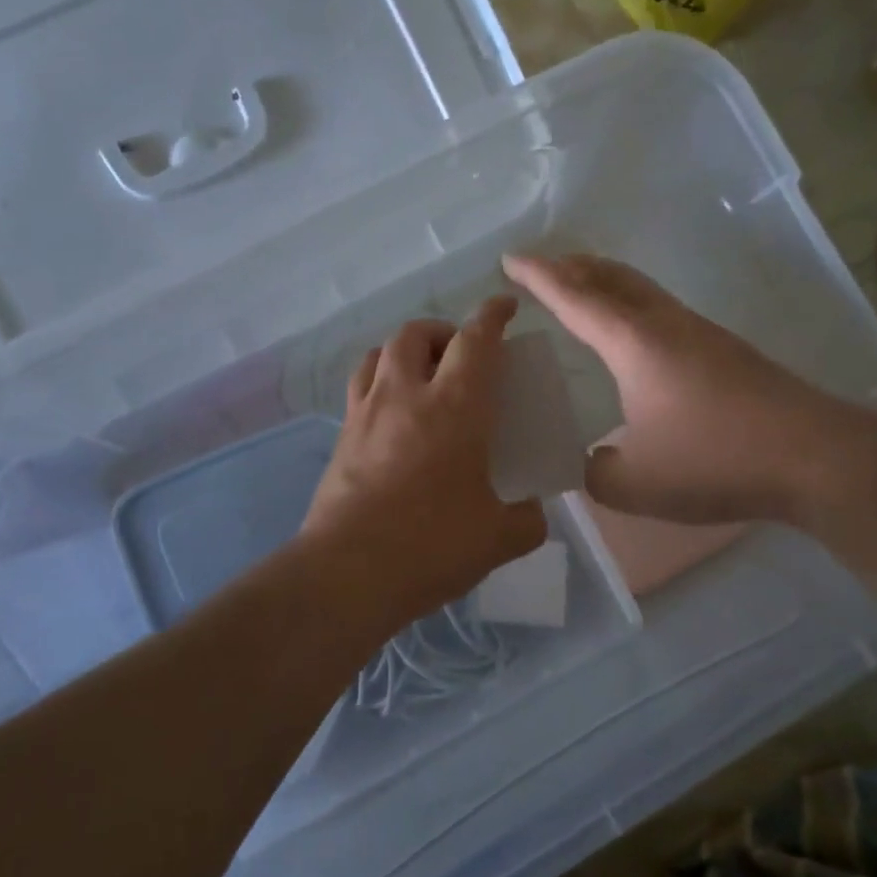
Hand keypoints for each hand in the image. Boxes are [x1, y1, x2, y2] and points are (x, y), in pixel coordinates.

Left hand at [301, 297, 547, 625]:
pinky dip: (380, 380)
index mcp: (455, 406)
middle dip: (444, 331)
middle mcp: (407, 394)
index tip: (505, 304)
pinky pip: (361, 386)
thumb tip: (533, 513)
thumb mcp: (498, 538)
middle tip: (462, 355)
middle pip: (418, 333)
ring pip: (381, 351)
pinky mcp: (342, 435)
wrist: (348, 572)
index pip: (476, 340)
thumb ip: (526, 521)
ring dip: (405, 350)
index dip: (493, 315)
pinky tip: (392, 414)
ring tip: (422, 374)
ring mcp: (367, 411)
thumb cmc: (432, 545)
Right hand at [503, 254, 823, 524]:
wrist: (814, 457)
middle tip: (542, 268)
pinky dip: (632, 306)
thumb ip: (596, 473)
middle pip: (611, 276)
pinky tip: (636, 338)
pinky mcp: (725, 351)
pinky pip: (662, 311)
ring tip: (583, 292)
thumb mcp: (634, 484)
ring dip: (605, 282)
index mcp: (633, 342)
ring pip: (641, 289)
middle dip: (572, 266)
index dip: (538, 277)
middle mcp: (664, 324)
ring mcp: (700, 333)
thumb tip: (591, 463)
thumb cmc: (714, 460)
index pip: (574, 297)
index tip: (510, 260)